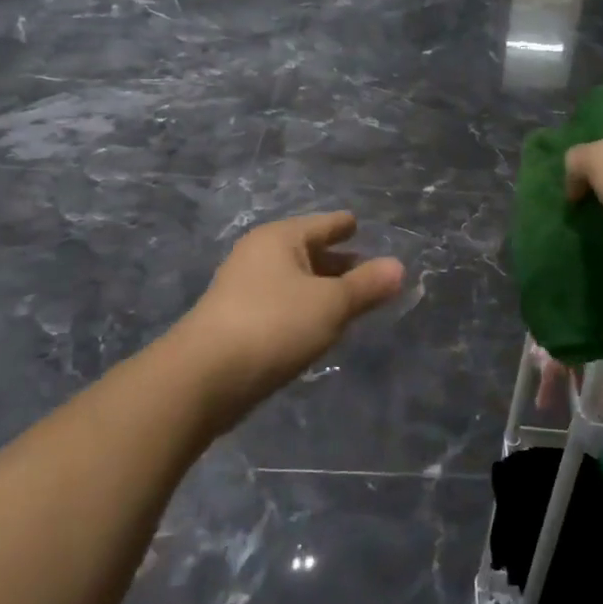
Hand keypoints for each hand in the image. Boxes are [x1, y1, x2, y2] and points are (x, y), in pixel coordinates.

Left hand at [174, 212, 404, 429]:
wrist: (204, 379)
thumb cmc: (274, 325)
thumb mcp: (331, 304)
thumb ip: (367, 286)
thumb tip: (399, 267)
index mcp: (280, 238)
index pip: (323, 224)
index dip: (344, 225)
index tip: (359, 225)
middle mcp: (259, 255)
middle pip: (308, 251)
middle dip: (337, 261)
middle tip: (368, 271)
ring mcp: (243, 288)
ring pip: (294, 280)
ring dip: (321, 288)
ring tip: (349, 301)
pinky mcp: (236, 322)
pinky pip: (281, 304)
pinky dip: (303, 308)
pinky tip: (318, 326)